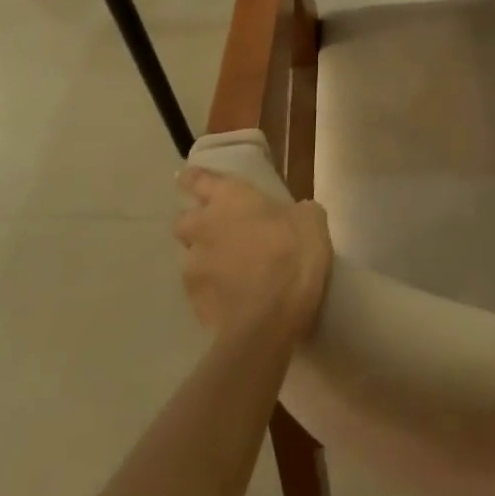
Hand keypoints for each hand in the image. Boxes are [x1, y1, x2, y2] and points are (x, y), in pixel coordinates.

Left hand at [173, 169, 332, 340]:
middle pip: (184, 220)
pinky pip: (199, 288)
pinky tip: (233, 297)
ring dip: (205, 259)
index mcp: (230, 198)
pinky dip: (212, 289)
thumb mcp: (310, 220)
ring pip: (190, 256)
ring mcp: (193, 266)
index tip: (188, 178)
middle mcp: (203, 226)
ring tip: (230, 271)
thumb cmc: (293, 253)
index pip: (198, 179)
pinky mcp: (193, 301)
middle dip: (196, 224)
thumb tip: (291, 216)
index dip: (193, 178)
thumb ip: (293, 212)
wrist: (271, 317)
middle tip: (220, 232)